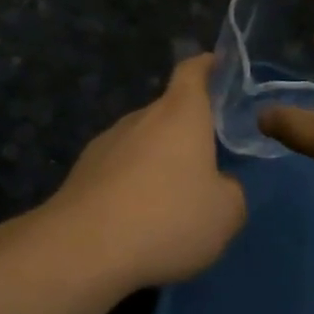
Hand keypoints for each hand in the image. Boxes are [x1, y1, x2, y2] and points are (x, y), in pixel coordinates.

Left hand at [44, 56, 246, 288]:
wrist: (82, 248)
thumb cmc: (166, 218)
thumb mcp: (225, 213)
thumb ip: (231, 191)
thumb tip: (219, 185)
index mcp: (180, 114)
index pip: (193, 71)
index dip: (207, 65)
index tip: (218, 65)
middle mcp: (140, 117)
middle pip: (168, 111)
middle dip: (187, 131)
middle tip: (208, 161)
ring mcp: (106, 143)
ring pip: (142, 142)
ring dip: (158, 161)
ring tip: (171, 201)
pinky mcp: (82, 172)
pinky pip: (118, 170)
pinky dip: (132, 185)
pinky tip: (138, 220)